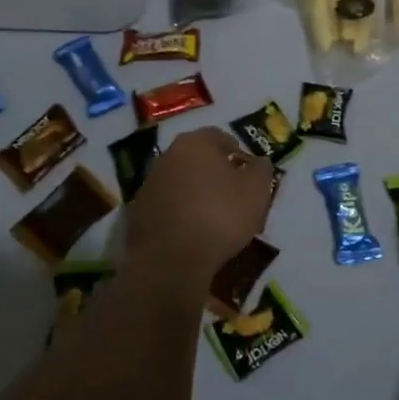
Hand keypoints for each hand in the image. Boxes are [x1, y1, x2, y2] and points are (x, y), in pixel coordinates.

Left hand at [125, 127, 270, 295]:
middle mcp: (167, 156)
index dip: (239, 154)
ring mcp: (149, 185)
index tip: (249, 176)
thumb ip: (261, 169)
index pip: (220, 137)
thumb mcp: (257, 190)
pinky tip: (194, 235)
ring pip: (182, 183)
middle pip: (198, 159)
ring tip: (215, 221)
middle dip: (217, 175)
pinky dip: (181, 215)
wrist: (171, 262)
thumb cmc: (220, 216)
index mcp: (195, 143)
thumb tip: (258, 163)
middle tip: (235, 198)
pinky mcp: (137, 214)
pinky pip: (168, 208)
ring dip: (197, 195)